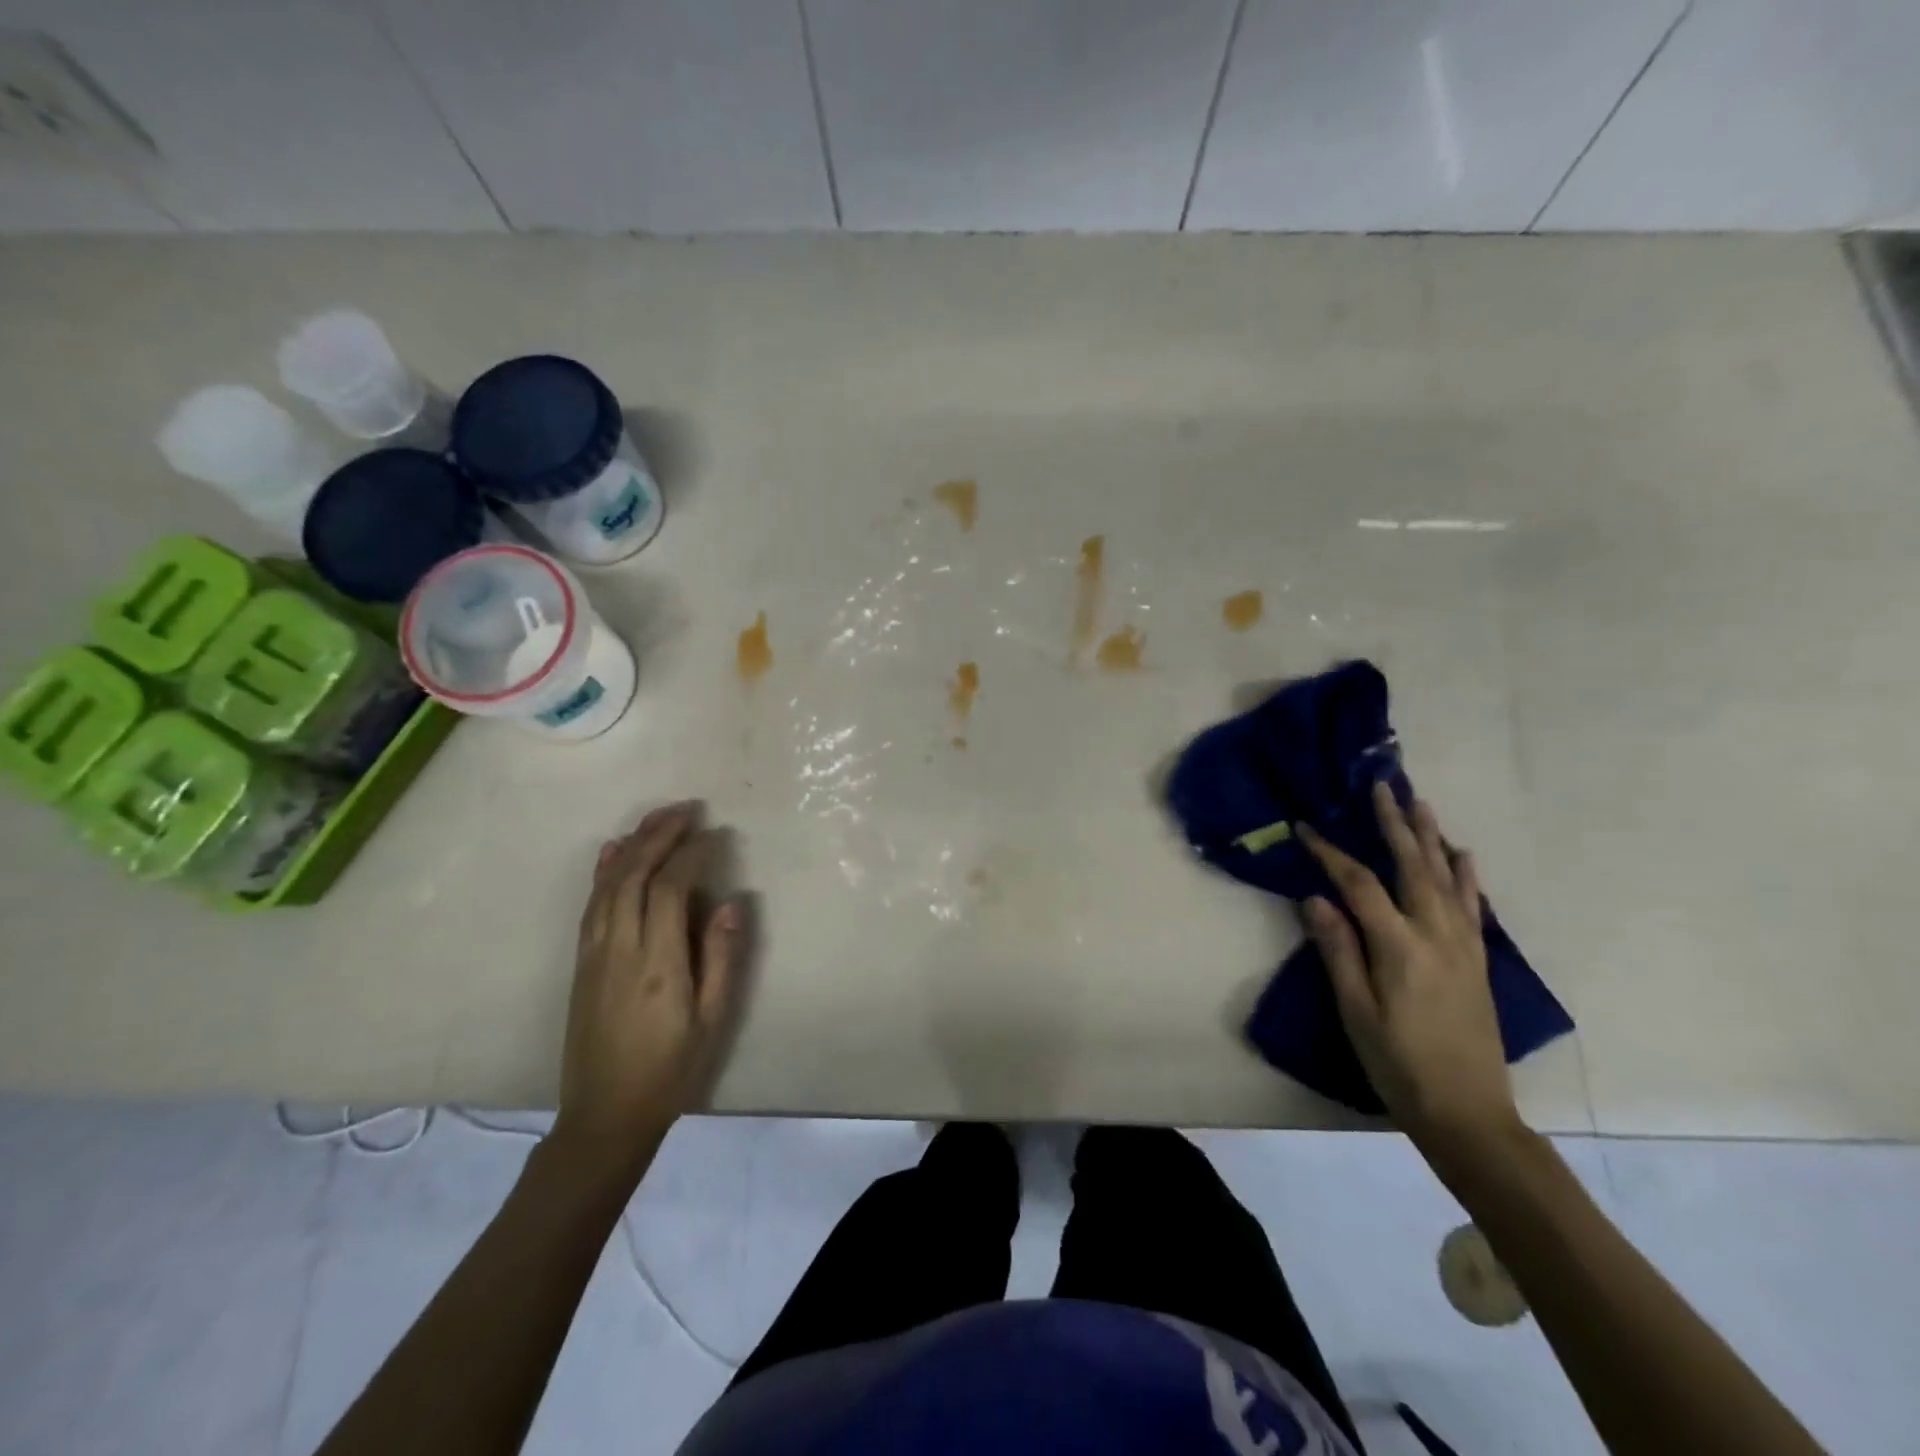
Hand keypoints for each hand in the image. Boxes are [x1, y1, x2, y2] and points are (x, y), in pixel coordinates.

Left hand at [553, 801, 744, 1170]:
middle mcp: (620, 949)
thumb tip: (732, 902)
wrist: (604, 1116)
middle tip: (687, 808)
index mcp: (658, 964)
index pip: (672, 889)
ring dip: (633, 845)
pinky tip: (613, 851)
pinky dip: (603, 871)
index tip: (715, 835)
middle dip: (660, 835)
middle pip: (635, 875)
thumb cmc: (670, 1070)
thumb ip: (723, 958)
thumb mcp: (713, 1020)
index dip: (693, 855)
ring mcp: (594, 954)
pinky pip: (591, 904)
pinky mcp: (581, 963)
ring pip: (608, 884)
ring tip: (658, 818)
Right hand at [1298, 783, 1520, 1152]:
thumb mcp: (1355, 1010)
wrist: (1468, 1112)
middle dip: (1394, 823)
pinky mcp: (1477, 959)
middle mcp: (1435, 934)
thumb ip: (1338, 950)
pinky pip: (1472, 905)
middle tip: (1382, 786)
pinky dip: (1466, 875)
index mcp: (1399, 946)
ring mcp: (1462, 945)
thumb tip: (1314, 898)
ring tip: (1419, 803)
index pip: (1359, 884)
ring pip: (1446, 877)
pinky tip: (1462, 855)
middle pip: (1412, 866)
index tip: (1306, 828)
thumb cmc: (1398, 1063)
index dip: (1330, 853)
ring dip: (1430, 837)